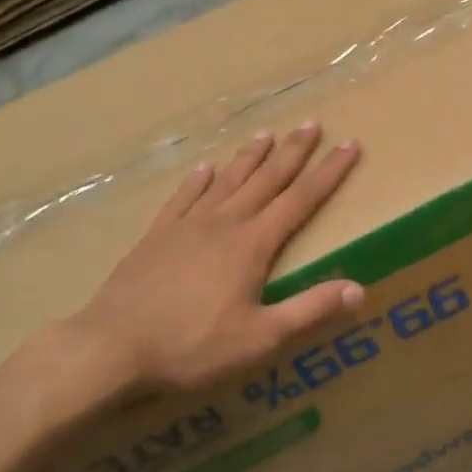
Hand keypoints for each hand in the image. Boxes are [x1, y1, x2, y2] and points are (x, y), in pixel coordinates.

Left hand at [48, 123, 362, 417]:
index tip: (350, 144)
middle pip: (266, 179)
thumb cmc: (192, 346)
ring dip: (249, 157)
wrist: (111, 348)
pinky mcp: (156, 236)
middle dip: (293, 151)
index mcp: (253, 244)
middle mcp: (224, 223)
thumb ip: (310, 311)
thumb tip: (359, 289)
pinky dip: (197, 181)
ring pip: (227, 181)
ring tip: (266, 134)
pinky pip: (182, 198)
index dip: (329, 172)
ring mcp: (187, 226)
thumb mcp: (261, 338)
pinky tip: (203, 168)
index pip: (301, 199)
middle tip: (312, 123)